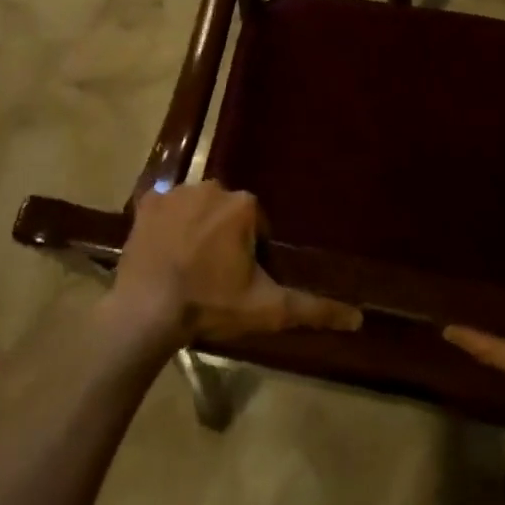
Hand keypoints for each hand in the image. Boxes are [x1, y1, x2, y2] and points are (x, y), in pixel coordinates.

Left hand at [109, 182, 362, 344]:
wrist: (146, 313)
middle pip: (227, 213)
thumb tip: (358, 317)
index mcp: (243, 204)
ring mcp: (175, 192)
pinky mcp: (146, 203)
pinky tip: (162, 251)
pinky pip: (163, 207)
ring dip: (196, 229)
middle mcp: (212, 186)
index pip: (257, 225)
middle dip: (224, 238)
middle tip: (213, 277)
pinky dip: (165, 224)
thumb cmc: (210, 305)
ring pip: (197, 207)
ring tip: (186, 268)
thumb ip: (314, 309)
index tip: (238, 281)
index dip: (250, 254)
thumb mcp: (268, 309)